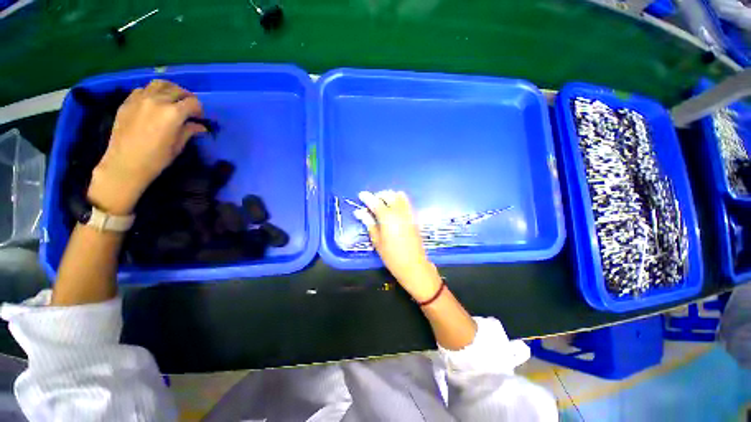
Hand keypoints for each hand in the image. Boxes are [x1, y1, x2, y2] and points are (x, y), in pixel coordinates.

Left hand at [87, 79, 206, 214]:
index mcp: (173, 113)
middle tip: (189, 108)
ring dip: (170, 89)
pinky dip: (153, 92)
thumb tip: (199, 126)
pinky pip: (143, 89)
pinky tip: (154, 102)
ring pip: (160, 84)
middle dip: (187, 98)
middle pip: (177, 90)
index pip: (193, 102)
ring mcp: (140, 99)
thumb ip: (189, 131)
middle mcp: (158, 101)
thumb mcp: (178, 146)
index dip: (199, 109)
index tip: (199, 117)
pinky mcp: (128, 102)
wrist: (125, 164)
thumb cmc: (156, 158)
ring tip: (173, 98)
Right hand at [356, 190, 441, 301]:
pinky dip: (399, 199)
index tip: (361, 195)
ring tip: (382, 203)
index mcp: (387, 218)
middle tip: (372, 202)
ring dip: (389, 196)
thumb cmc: (391, 256)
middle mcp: (399, 212)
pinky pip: (406, 201)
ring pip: (399, 196)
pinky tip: (393, 207)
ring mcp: (408, 213)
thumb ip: (369, 223)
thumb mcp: (377, 241)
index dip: (367, 197)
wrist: (414, 265)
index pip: (375, 202)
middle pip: (388, 195)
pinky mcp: (414, 217)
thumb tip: (360, 212)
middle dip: (378, 195)